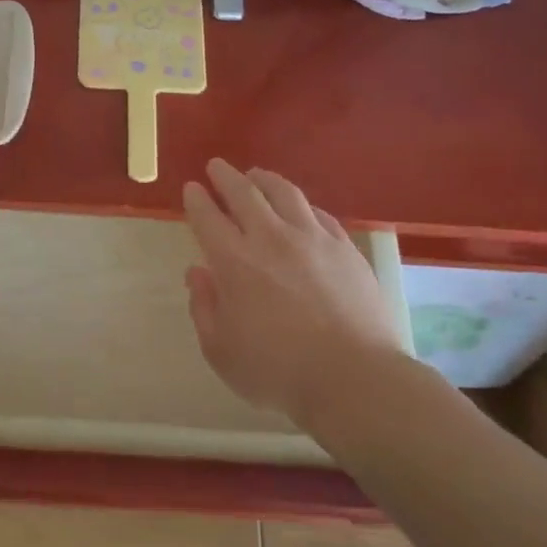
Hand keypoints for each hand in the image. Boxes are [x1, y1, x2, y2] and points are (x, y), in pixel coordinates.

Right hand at [183, 159, 409, 419]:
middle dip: (225, 176)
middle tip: (216, 167)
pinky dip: (302, 205)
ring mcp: (313, 239)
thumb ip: (204, 307)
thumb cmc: (278, 371)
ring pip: (285, 193)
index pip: (207, 217)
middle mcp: (271, 239)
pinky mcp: (346, 248)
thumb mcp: (221, 350)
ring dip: (264, 179)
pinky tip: (300, 208)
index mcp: (234, 261)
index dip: (196, 199)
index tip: (191, 188)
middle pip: (244, 193)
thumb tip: (197, 273)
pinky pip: (319, 214)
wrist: (355, 379)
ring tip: (256, 175)